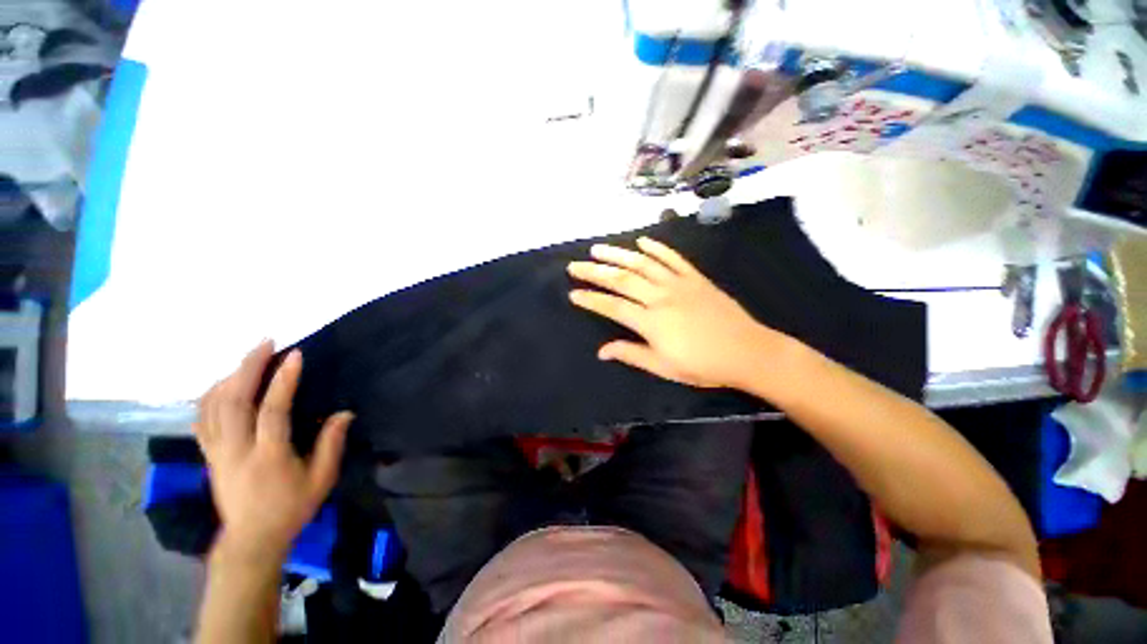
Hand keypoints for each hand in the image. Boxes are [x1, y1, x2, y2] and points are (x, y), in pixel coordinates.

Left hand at [195, 341, 352, 563]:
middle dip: (248, 367)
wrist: (251, 539)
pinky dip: (210, 395)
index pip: (272, 411)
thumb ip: (331, 445)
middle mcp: (236, 450)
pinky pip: (202, 418)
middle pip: (234, 402)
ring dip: (230, 376)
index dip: (282, 381)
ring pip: (213, 406)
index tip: (294, 355)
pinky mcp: (209, 455)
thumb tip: (344, 413)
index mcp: (268, 457)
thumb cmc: (291, 508)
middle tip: (265, 343)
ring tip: (248, 358)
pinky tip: (223, 383)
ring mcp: (217, 452)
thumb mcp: (321, 480)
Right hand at [568, 236, 778, 388]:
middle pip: (622, 279)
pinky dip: (656, 247)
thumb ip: (631, 354)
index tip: (573, 293)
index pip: (612, 307)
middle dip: (595, 272)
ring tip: (597, 249)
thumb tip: (602, 351)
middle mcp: (660, 297)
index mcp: (651, 321)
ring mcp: (679, 283)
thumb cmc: (704, 365)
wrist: (748, 352)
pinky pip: (673, 258)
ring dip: (618, 254)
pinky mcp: (695, 278)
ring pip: (642, 263)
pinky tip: (642, 241)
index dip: (591, 300)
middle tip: (575, 265)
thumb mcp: (664, 367)